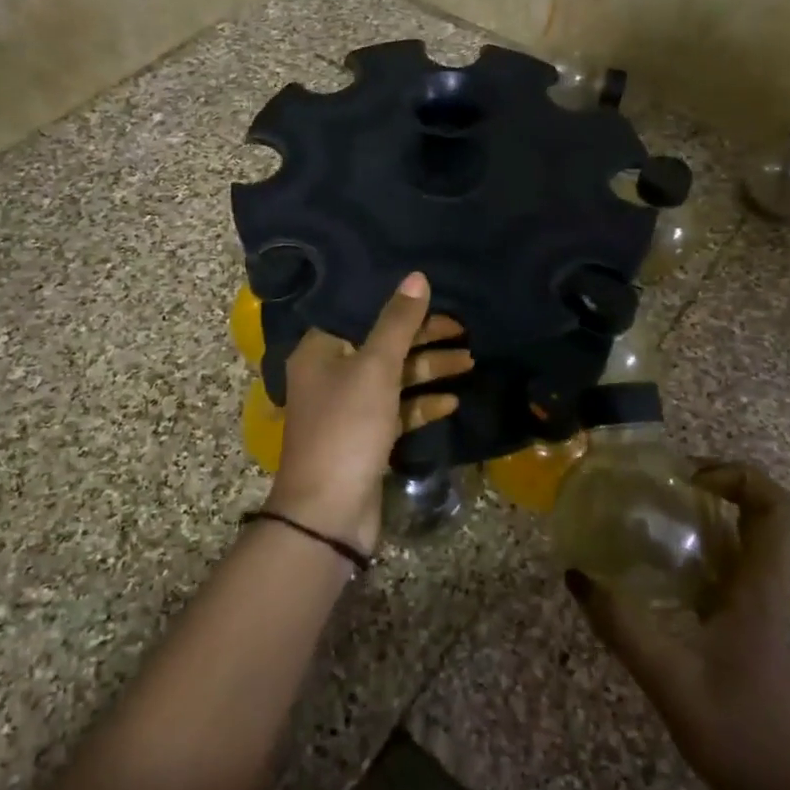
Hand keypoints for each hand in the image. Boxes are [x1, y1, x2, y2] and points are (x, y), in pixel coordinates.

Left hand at [269, 272, 470, 552]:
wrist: (329, 512)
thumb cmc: (347, 428)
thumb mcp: (375, 368)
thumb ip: (398, 322)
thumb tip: (417, 277)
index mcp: (320, 350)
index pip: (363, 314)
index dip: (401, 307)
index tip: (438, 299)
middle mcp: (330, 374)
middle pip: (383, 345)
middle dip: (424, 340)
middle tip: (464, 331)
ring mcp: (348, 408)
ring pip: (394, 378)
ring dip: (429, 370)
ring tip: (469, 362)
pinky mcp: (365, 437)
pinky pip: (397, 410)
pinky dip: (421, 404)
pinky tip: (452, 402)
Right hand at [566, 464, 789, 789]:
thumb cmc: (737, 735)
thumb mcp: (669, 678)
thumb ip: (621, 625)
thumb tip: (576, 574)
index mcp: (762, 588)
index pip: (779, 509)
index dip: (741, 476)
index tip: (691, 479)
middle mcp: (767, 589)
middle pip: (762, 514)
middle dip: (717, 487)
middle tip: (662, 489)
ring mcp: (760, 609)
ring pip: (746, 541)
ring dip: (706, 519)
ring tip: (651, 517)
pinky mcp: (749, 629)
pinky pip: (729, 570)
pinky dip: (698, 553)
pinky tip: (655, 571)